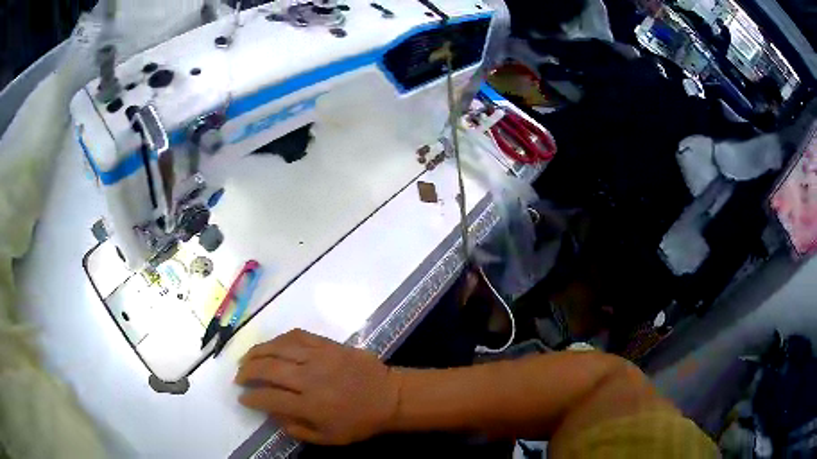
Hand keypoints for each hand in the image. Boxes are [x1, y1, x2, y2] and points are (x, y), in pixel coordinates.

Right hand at [235, 329, 400, 444]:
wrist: (390, 396)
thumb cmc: (360, 422)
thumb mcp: (329, 438)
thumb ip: (298, 429)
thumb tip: (273, 415)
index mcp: (310, 405)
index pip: (269, 398)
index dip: (251, 398)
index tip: (242, 398)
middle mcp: (310, 378)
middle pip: (268, 369)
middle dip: (247, 372)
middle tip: (239, 377)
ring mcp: (319, 357)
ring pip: (278, 348)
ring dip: (257, 352)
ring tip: (246, 358)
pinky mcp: (328, 344)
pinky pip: (298, 335)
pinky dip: (280, 339)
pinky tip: (272, 345)